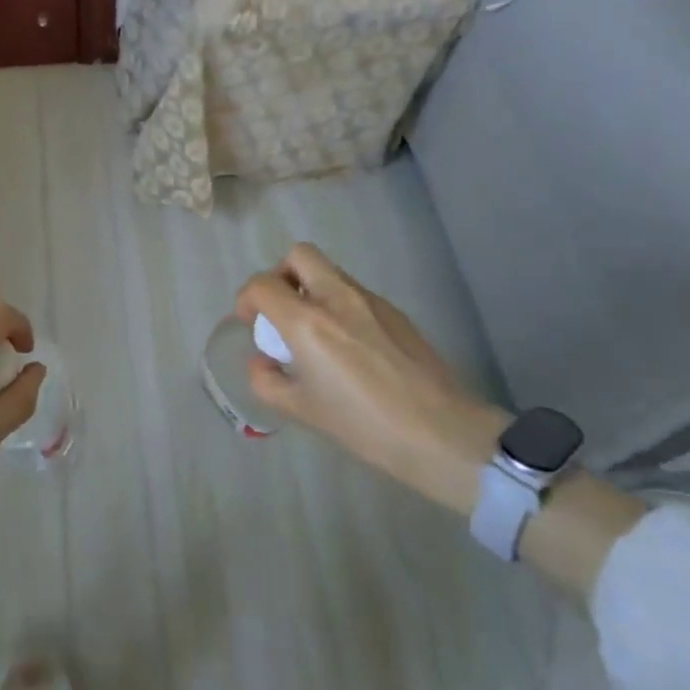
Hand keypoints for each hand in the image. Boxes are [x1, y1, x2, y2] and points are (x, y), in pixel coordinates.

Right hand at [235, 245, 507, 513]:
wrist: (442, 433)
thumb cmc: (365, 425)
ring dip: (311, 288)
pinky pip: (354, 292)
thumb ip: (268, 381)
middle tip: (281, 310)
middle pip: (299, 255)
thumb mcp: (303, 411)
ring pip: (329, 271)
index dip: (246, 299)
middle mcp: (336, 298)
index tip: (250, 322)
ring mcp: (370, 300)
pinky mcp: (395, 311)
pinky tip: (350, 346)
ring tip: (315, 331)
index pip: (262, 285)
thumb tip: (262, 361)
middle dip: (281, 275)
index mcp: (308, 322)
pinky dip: (338, 304)